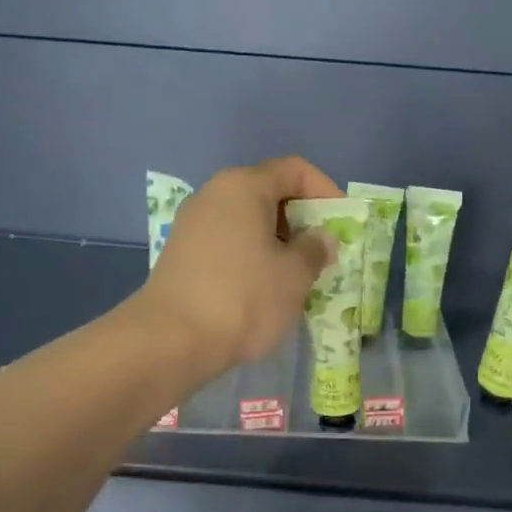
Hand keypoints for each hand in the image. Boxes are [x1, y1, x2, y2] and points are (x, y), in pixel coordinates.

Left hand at [133, 156, 340, 373]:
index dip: (325, 191)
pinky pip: (228, 240)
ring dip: (278, 240)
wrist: (170, 341)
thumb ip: (315, 249)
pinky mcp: (181, 253)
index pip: (294, 170)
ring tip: (297, 273)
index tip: (342, 223)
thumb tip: (320, 238)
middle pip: (269, 192)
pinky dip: (252, 254)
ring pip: (248, 219)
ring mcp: (193, 223)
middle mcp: (214, 194)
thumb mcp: (294, 275)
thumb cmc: (243, 298)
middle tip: (323, 251)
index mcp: (244, 187)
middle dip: (302, 218)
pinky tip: (264, 287)